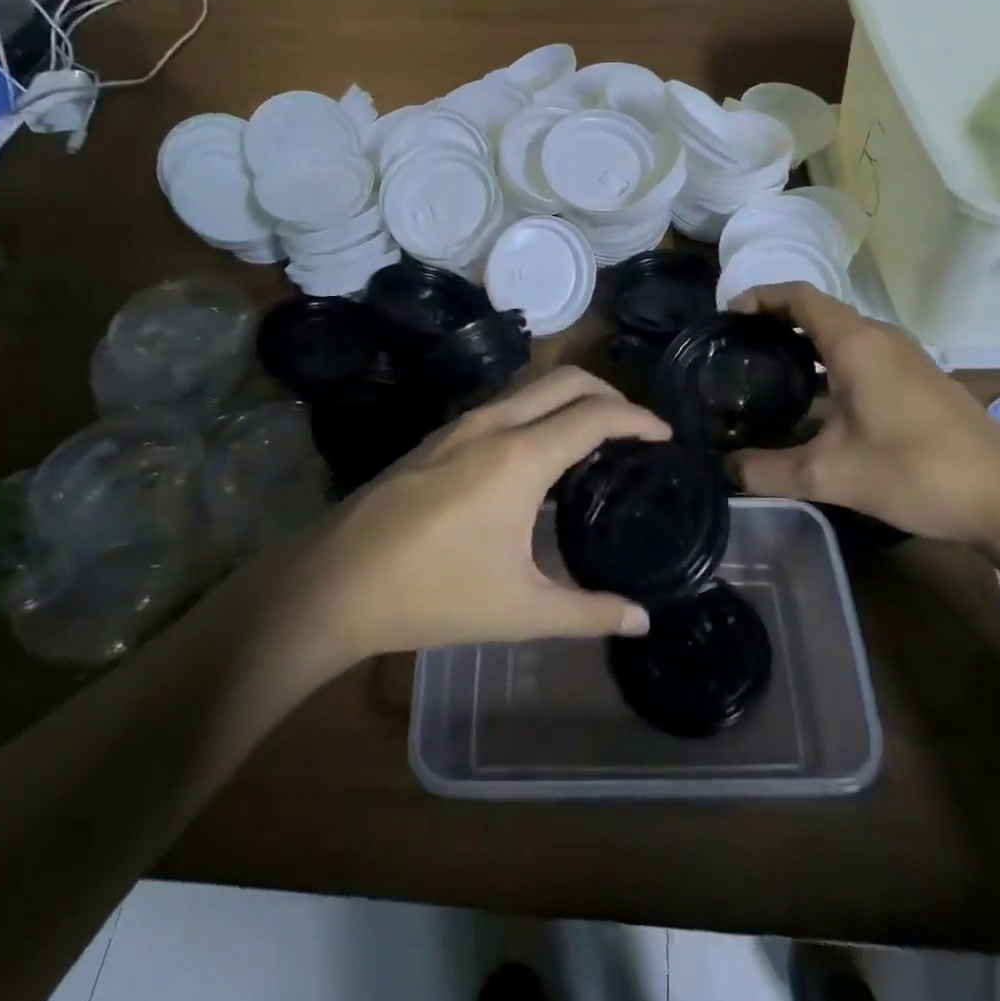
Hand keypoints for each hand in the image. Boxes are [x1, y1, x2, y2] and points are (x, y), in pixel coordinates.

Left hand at [306, 368, 667, 656]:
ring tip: (593, 437)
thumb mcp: (519, 610)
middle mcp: (493, 424)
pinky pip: (503, 405)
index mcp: (521, 457)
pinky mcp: (437, 437)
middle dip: (609, 392)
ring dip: (569, 398)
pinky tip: (537, 455)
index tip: (664, 434)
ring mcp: (459, 425)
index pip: (596, 415)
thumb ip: (588, 612)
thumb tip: (641, 620)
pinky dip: (537, 411)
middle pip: (565, 379)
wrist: (335, 583)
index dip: (638, 418)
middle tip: (635, 428)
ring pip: (530, 387)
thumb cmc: (432, 594)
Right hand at [725, 283, 999, 545]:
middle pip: (819, 311)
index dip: (760, 297)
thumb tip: (724, 470)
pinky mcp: (920, 380)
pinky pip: (863, 355)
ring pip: (843, 335)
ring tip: (768, 374)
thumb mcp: (829, 475)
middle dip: (776, 322)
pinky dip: (830, 363)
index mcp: (856, 343)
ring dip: (805, 345)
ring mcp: (905, 358)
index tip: (727, 317)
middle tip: (739, 349)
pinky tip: (817, 404)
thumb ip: (767, 471)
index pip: (798, 296)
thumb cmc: (914, 471)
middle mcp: (881, 338)